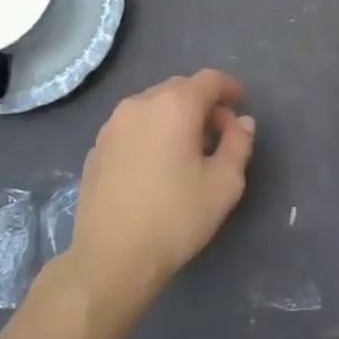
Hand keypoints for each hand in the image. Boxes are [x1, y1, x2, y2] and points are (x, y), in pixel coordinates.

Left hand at [66, 69, 254, 316]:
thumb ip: (238, 144)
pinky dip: (151, 133)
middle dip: (204, 103)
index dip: (230, 88)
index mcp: (175, 105)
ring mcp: (112, 125)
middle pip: (179, 89)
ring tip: (187, 149)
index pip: (209, 80)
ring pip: (153, 106)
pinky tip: (156, 164)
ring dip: (175, 117)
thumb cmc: (175, 218)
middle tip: (219, 132)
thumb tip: (241, 122)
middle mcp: (140, 104)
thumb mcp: (224, 184)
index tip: (242, 103)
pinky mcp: (96, 148)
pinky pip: (132, 127)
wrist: (111, 258)